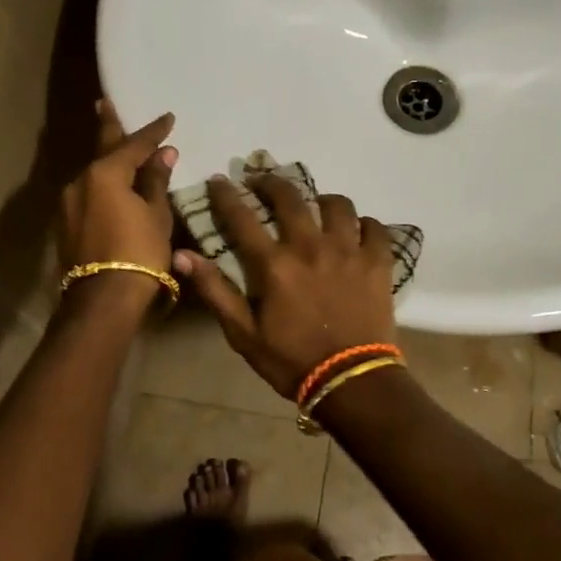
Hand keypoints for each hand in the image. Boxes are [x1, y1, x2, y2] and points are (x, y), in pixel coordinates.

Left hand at [59, 102, 176, 307]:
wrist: (103, 298)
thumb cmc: (139, 252)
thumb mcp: (156, 214)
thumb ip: (155, 180)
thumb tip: (163, 153)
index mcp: (105, 173)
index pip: (134, 144)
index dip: (153, 131)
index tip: (168, 118)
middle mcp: (80, 181)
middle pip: (101, 149)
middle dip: (108, 126)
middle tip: (104, 103)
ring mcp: (69, 203)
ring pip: (93, 173)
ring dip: (107, 159)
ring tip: (118, 148)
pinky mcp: (66, 224)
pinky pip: (88, 192)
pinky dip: (102, 183)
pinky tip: (111, 184)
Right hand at [171, 174, 397, 397]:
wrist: (351, 380)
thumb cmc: (291, 360)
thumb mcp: (243, 334)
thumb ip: (215, 290)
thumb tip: (182, 255)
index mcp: (274, 264)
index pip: (242, 217)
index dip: (227, 195)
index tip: (219, 180)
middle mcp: (310, 246)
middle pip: (290, 197)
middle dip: (272, 183)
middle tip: (263, 182)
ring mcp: (348, 250)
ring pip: (337, 205)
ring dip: (322, 200)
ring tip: (317, 205)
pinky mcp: (378, 261)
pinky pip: (374, 227)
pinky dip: (364, 223)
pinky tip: (357, 230)